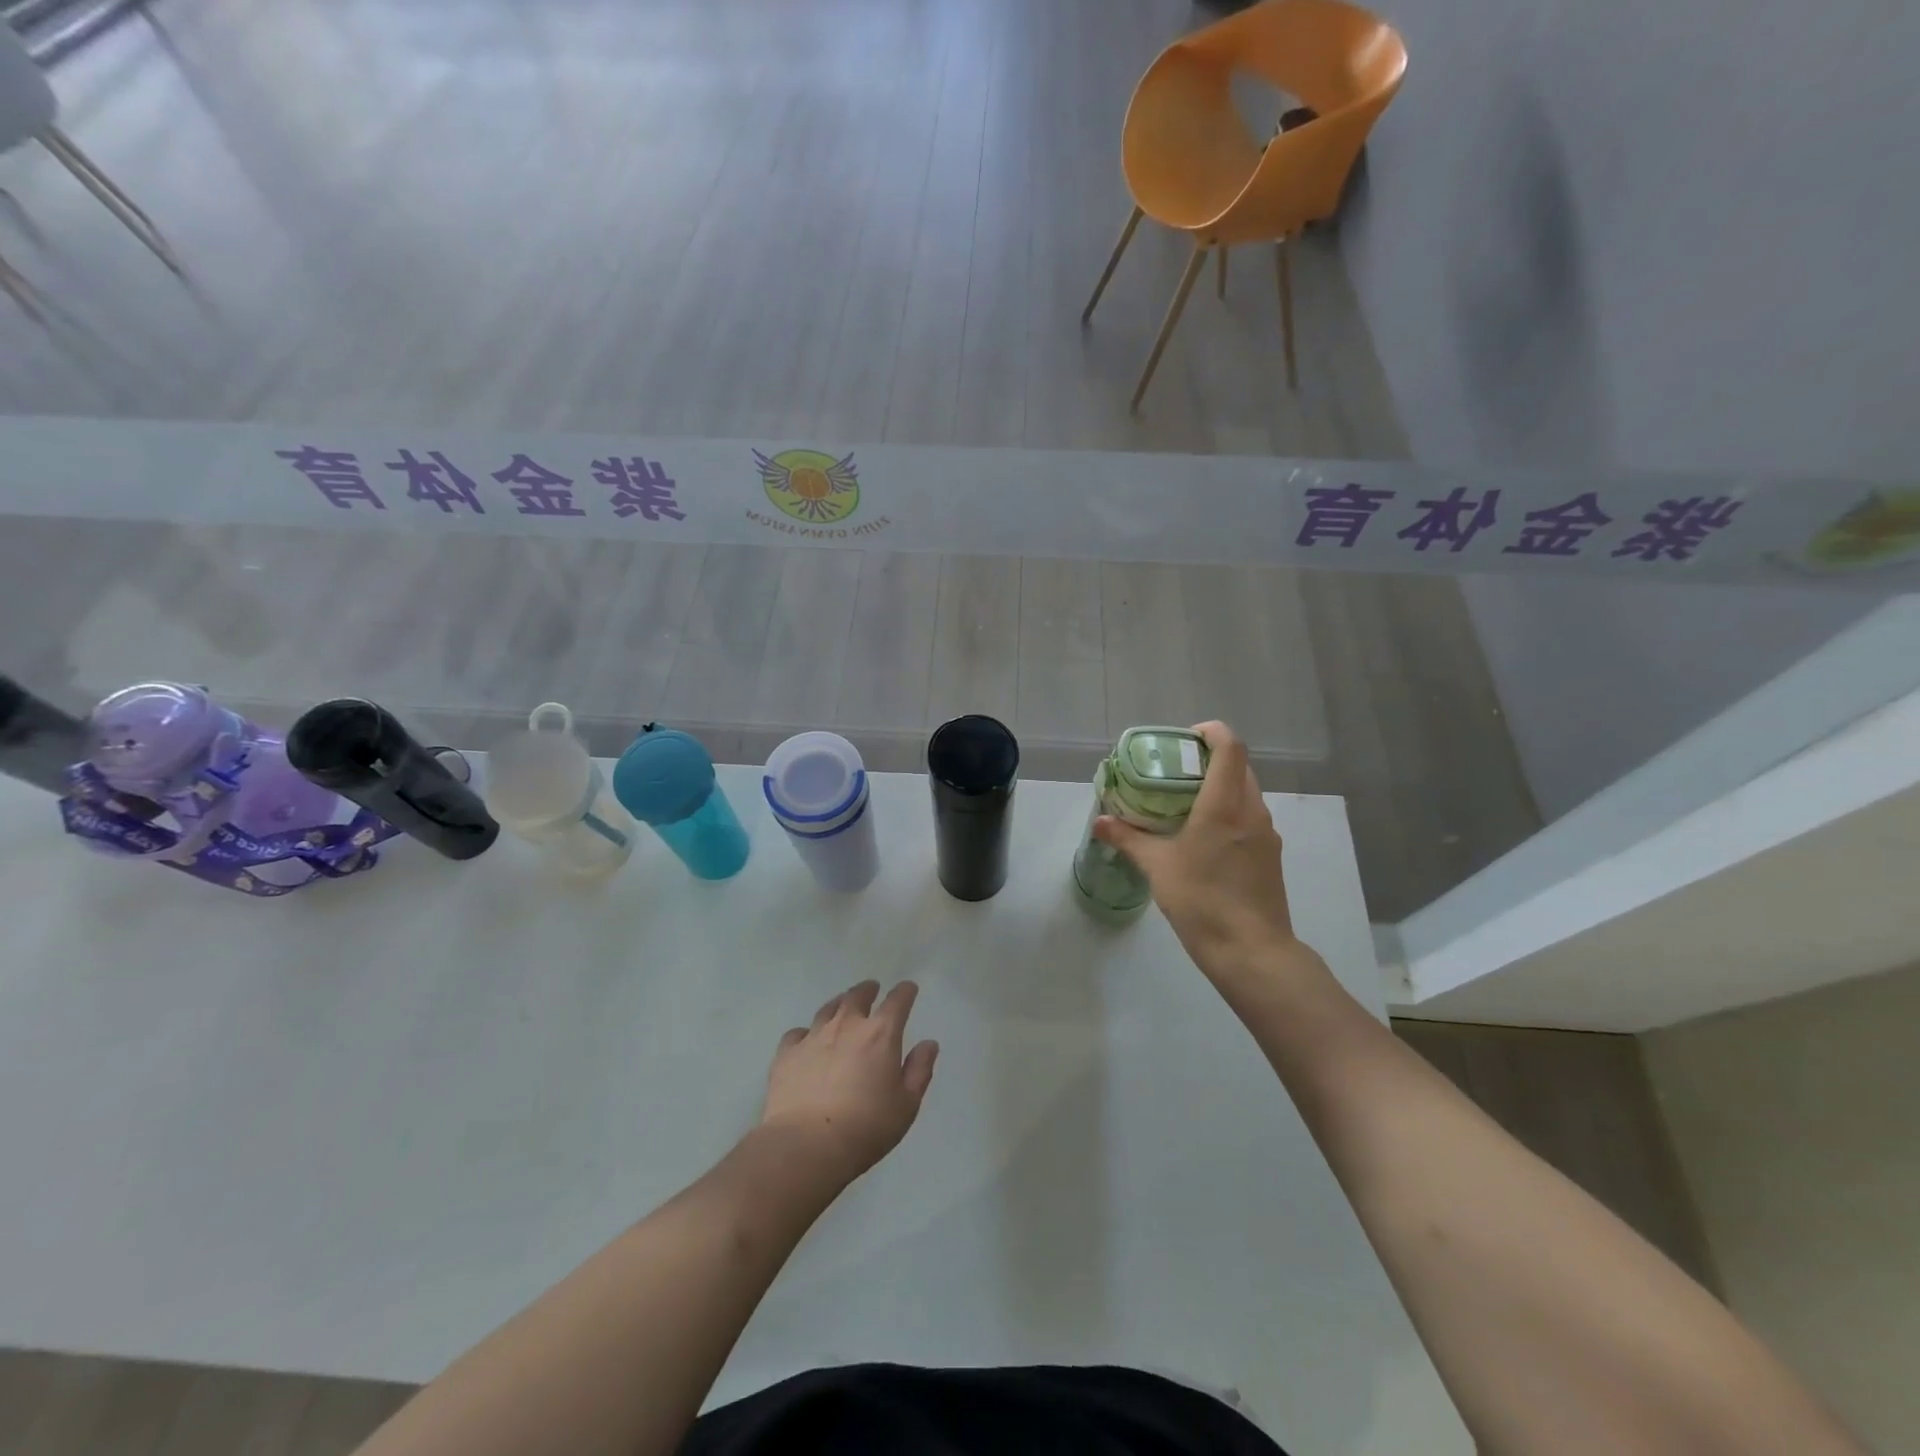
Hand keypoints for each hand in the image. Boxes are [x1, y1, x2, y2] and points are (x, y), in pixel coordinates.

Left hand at [759, 980, 938, 1185]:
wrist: (806, 1146)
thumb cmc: (866, 1128)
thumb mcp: (906, 1105)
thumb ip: (919, 1070)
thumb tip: (928, 1044)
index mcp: (880, 1034)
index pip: (897, 1001)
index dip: (905, 992)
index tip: (908, 989)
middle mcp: (846, 1026)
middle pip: (857, 996)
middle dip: (868, 990)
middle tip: (872, 989)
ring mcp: (813, 1037)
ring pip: (827, 1009)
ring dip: (838, 1004)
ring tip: (842, 1006)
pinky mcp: (786, 1054)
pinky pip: (797, 1034)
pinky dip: (806, 1033)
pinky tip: (806, 1041)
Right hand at [1093, 721, 1300, 980]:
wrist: (1252, 952)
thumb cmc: (1202, 901)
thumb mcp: (1157, 867)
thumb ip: (1128, 839)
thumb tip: (1100, 821)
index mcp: (1225, 805)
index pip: (1230, 747)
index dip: (1210, 732)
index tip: (1184, 740)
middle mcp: (1252, 811)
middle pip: (1239, 767)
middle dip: (1209, 760)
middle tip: (1175, 773)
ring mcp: (1266, 834)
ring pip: (1246, 793)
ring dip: (1220, 788)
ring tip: (1185, 805)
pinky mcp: (1270, 856)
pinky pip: (1249, 818)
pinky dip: (1229, 813)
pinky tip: (1204, 839)